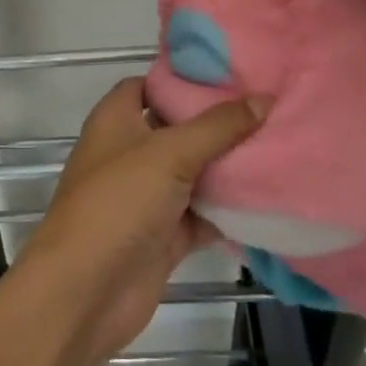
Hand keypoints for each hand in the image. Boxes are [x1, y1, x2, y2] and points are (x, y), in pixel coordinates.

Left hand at [16, 78, 266, 360]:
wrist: (86, 293)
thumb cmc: (118, 202)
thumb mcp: (170, 153)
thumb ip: (218, 126)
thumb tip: (264, 97)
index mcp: (117, 119)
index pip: (151, 84)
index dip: (185, 78)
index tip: (231, 72)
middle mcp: (130, 152)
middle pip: (178, 128)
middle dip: (218, 122)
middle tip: (268, 107)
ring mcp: (147, 196)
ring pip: (194, 172)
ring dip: (228, 167)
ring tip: (279, 145)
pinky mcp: (164, 236)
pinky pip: (203, 215)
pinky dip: (229, 211)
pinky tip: (269, 198)